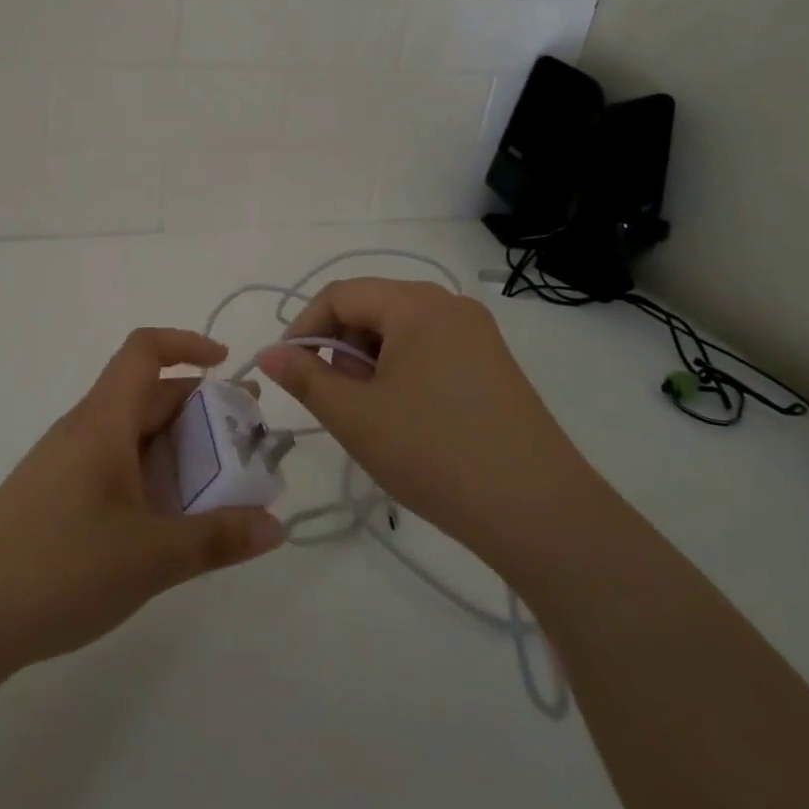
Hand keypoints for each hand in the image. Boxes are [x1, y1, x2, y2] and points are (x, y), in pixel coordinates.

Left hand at [0, 329, 283, 679]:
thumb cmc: (60, 568)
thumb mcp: (151, 557)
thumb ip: (216, 538)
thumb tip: (276, 526)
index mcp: (104, 421)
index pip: (144, 350)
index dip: (187, 344)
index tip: (226, 365)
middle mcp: (84, 430)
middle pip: (147, 395)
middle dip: (200, 408)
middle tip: (246, 440)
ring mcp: (65, 463)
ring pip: (132, 434)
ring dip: (177, 447)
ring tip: (219, 485)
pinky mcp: (54, 497)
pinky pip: (114, 465)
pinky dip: (151, 475)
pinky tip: (166, 521)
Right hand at [258, 279, 593, 578]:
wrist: (540, 514)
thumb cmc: (435, 453)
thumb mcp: (356, 416)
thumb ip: (305, 377)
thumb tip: (269, 354)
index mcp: (416, 303)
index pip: (340, 295)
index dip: (305, 327)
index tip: (289, 370)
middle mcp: (449, 305)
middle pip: (372, 308)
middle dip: (340, 347)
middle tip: (334, 400)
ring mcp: (477, 334)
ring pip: (400, 332)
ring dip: (370, 363)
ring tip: (369, 415)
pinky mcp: (493, 365)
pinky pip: (430, 350)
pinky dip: (402, 372)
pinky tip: (405, 418)